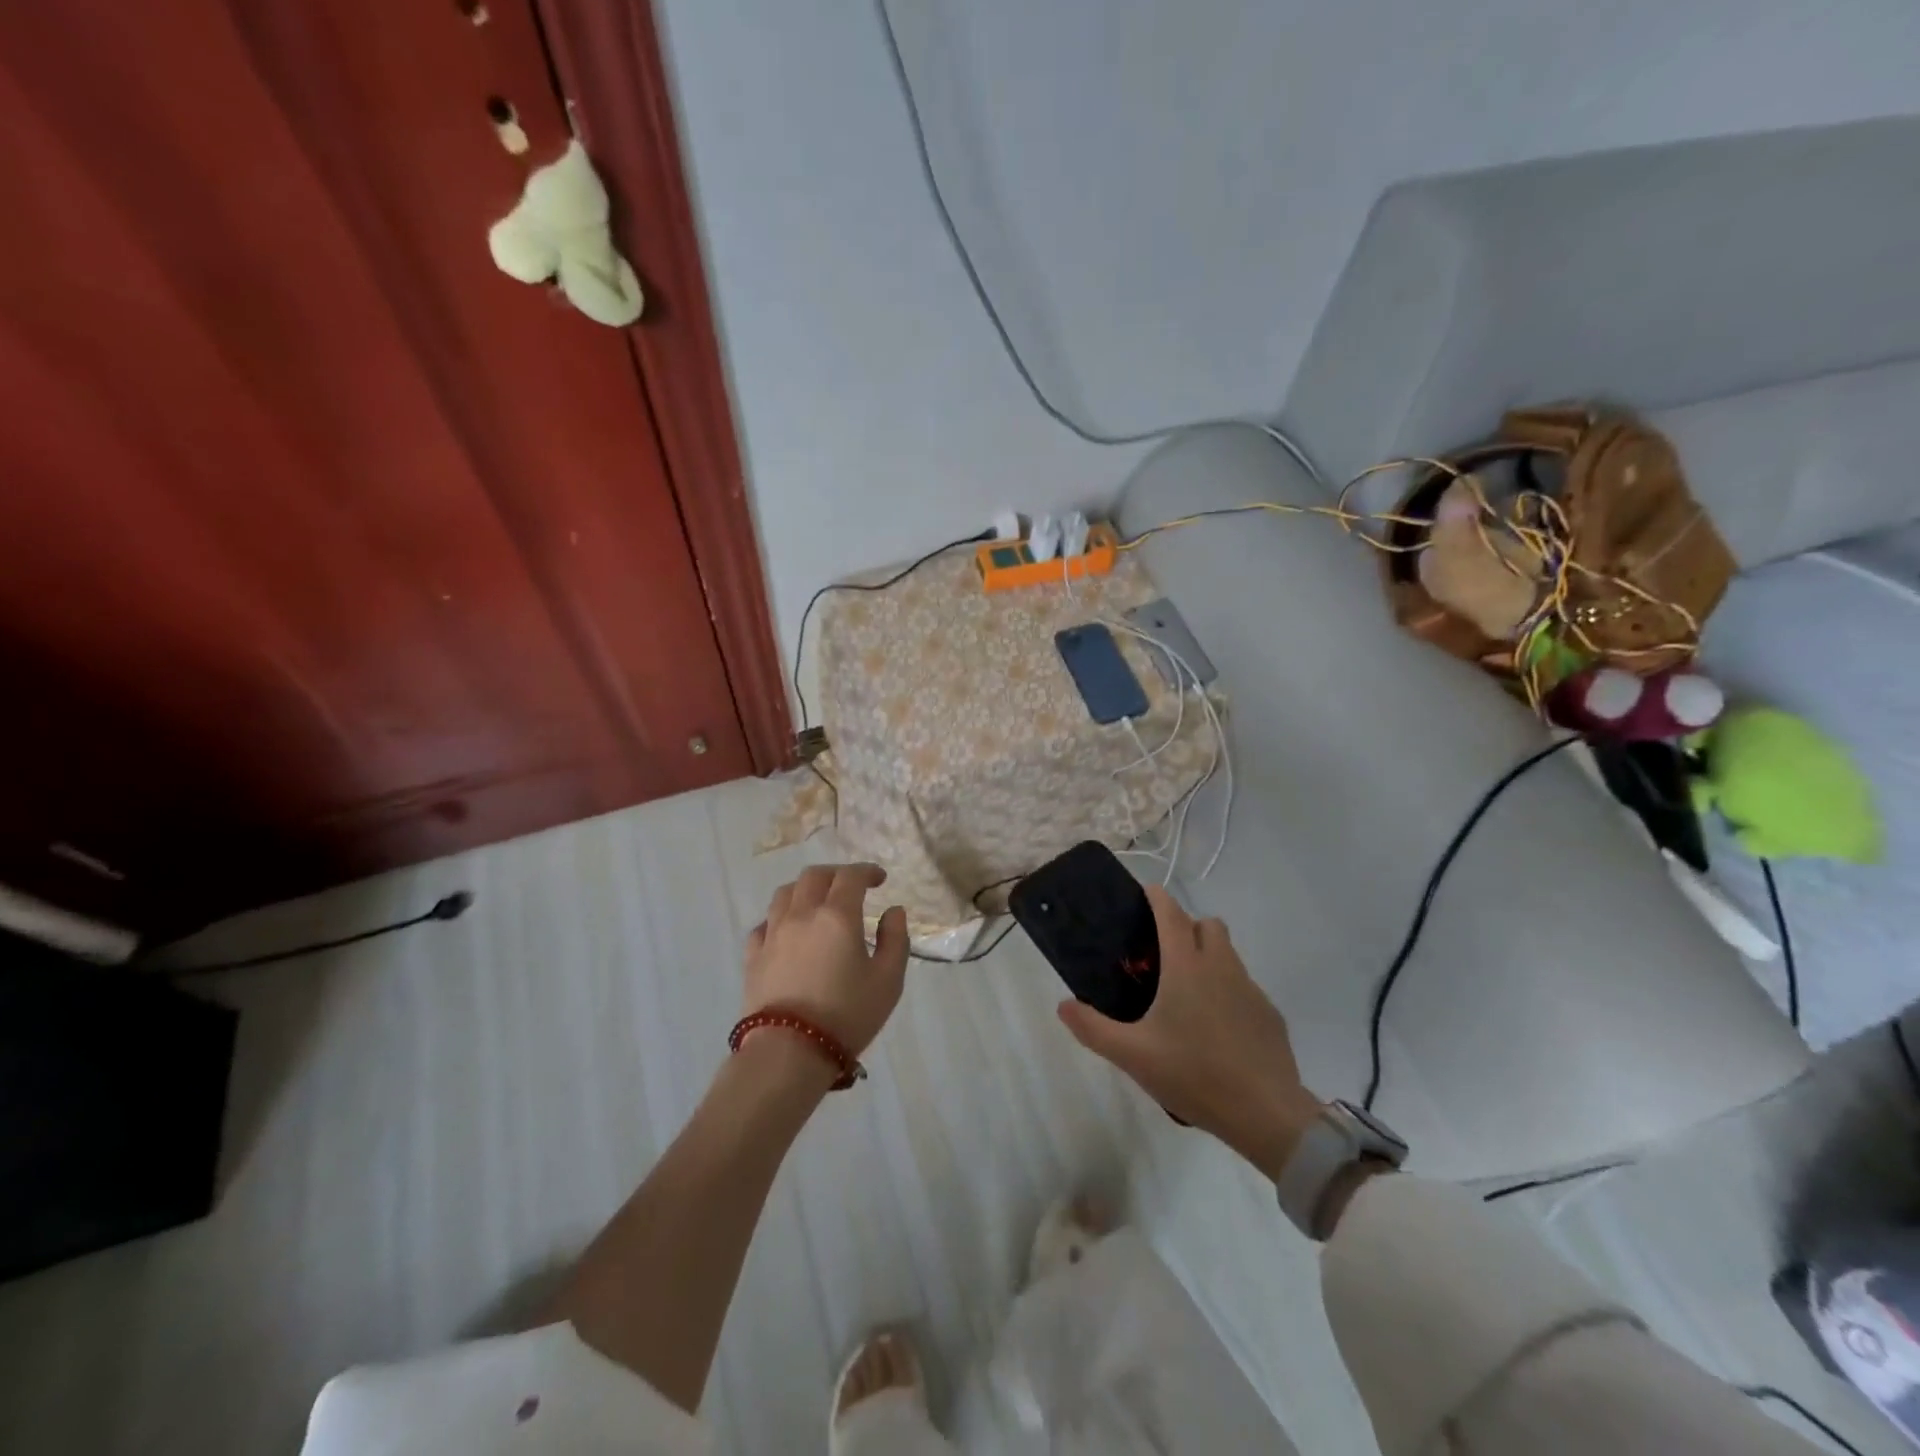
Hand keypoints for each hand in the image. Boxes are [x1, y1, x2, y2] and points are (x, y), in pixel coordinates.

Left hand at [744, 863, 909, 1056]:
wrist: (789, 1052)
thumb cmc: (847, 1015)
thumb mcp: (888, 981)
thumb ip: (896, 940)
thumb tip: (893, 911)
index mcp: (837, 915)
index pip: (851, 876)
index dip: (867, 871)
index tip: (879, 879)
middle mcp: (802, 914)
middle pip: (814, 876)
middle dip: (836, 874)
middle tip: (851, 887)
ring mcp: (773, 933)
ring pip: (785, 893)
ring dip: (805, 889)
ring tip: (818, 902)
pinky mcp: (753, 956)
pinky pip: (764, 923)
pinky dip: (780, 918)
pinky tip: (788, 931)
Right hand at [1056, 885, 1321, 1179]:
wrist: (1266, 1114)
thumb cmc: (1194, 1074)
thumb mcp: (1132, 1055)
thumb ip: (1093, 1028)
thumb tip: (1064, 1005)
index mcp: (1187, 966)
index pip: (1172, 912)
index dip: (1156, 897)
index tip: (1143, 896)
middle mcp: (1221, 966)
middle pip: (1207, 924)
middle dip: (1186, 927)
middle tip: (1162, 956)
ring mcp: (1251, 989)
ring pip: (1228, 954)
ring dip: (1208, 957)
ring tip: (1186, 995)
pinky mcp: (1269, 1014)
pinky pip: (1244, 987)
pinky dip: (1228, 992)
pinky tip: (1216, 1028)